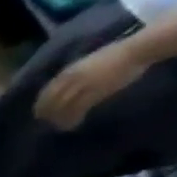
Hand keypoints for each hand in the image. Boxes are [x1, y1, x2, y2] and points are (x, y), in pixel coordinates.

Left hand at [34, 38, 150, 129]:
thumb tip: (65, 86)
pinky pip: (78, 108)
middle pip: (51, 101)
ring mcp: (83, 85)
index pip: (46, 91)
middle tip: (47, 123)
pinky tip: (73, 124)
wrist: (136, 50)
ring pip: (62, 106)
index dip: (41, 104)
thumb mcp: (85, 63)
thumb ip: (73, 74)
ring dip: (59, 119)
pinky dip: (73, 118)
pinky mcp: (97, 91)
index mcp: (68, 71)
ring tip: (59, 127)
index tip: (39, 113)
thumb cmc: (114, 55)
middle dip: (47, 114)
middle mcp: (71, 79)